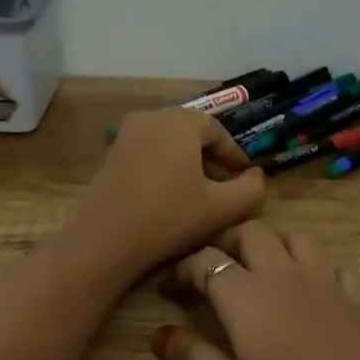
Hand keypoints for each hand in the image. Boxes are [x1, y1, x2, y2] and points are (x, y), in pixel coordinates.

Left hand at [64, 108, 266, 279]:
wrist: (104, 242)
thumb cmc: (169, 218)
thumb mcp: (223, 208)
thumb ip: (251, 189)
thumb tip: (256, 176)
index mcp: (179, 121)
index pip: (218, 130)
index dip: (235, 156)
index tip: (246, 180)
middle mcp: (150, 117)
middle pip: (192, 133)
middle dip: (212, 159)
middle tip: (225, 189)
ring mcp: (125, 134)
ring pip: (169, 143)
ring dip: (189, 164)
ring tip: (201, 196)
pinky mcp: (110, 154)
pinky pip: (148, 152)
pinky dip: (166, 167)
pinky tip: (171, 197)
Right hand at [151, 222, 359, 359]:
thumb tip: (159, 333)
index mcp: (246, 295)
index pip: (205, 261)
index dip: (181, 269)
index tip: (169, 289)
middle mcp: (283, 274)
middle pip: (251, 232)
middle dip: (226, 241)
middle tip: (214, 267)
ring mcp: (326, 281)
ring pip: (295, 239)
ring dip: (274, 244)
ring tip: (263, 269)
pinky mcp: (359, 296)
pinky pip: (335, 265)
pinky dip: (319, 268)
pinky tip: (317, 288)